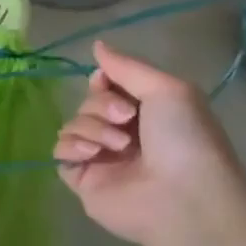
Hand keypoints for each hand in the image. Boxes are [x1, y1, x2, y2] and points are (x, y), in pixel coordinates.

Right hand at [53, 41, 245, 245]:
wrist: (185, 200)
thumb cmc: (186, 141)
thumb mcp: (167, 89)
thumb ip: (127, 66)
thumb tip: (97, 45)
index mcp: (146, 115)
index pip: (106, 87)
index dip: (103, 82)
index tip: (108, 83)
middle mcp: (123, 135)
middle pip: (87, 104)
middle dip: (100, 106)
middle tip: (126, 119)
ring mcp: (102, 158)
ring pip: (72, 124)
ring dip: (91, 127)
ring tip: (118, 146)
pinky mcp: (83, 179)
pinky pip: (60, 151)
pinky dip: (72, 146)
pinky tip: (93, 154)